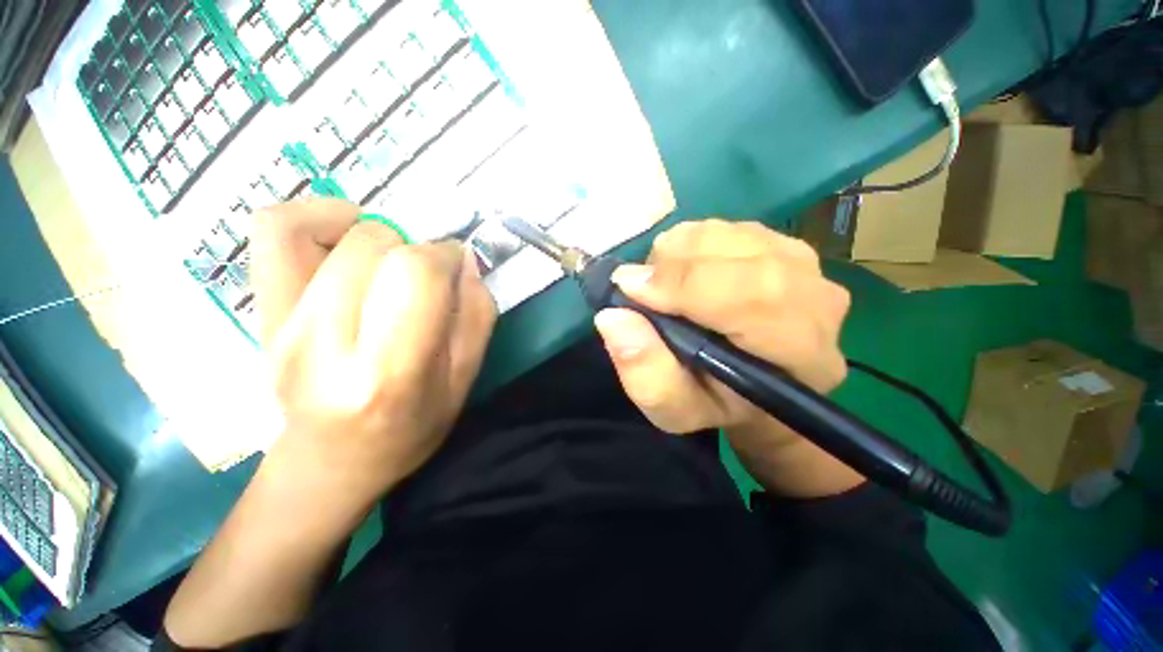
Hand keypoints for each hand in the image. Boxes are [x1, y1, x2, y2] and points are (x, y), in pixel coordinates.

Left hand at [250, 199, 496, 503]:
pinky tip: (344, 237)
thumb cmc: (409, 429)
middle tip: (425, 277)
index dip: (445, 256)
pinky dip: (314, 215)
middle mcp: (323, 345)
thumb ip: (477, 315)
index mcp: (388, 374)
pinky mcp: (259, 312)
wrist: (331, 462)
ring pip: (321, 228)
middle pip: (373, 245)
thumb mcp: (464, 381)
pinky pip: (273, 231)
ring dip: (373, 231)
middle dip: (415, 248)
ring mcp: (279, 325)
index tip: (456, 269)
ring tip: (389, 259)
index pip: (415, 274)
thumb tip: (464, 259)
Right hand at [594, 219, 859, 495]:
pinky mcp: (784, 243)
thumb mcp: (675, 408)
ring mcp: (804, 263)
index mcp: (801, 352)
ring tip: (665, 289)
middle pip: (735, 253)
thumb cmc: (716, 402)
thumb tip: (613, 317)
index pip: (751, 295)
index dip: (682, 284)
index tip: (629, 288)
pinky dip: (689, 246)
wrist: (758, 384)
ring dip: (677, 256)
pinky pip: (723, 228)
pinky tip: (686, 275)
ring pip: (723, 234)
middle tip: (640, 289)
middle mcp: (816, 299)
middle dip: (671, 265)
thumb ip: (647, 375)